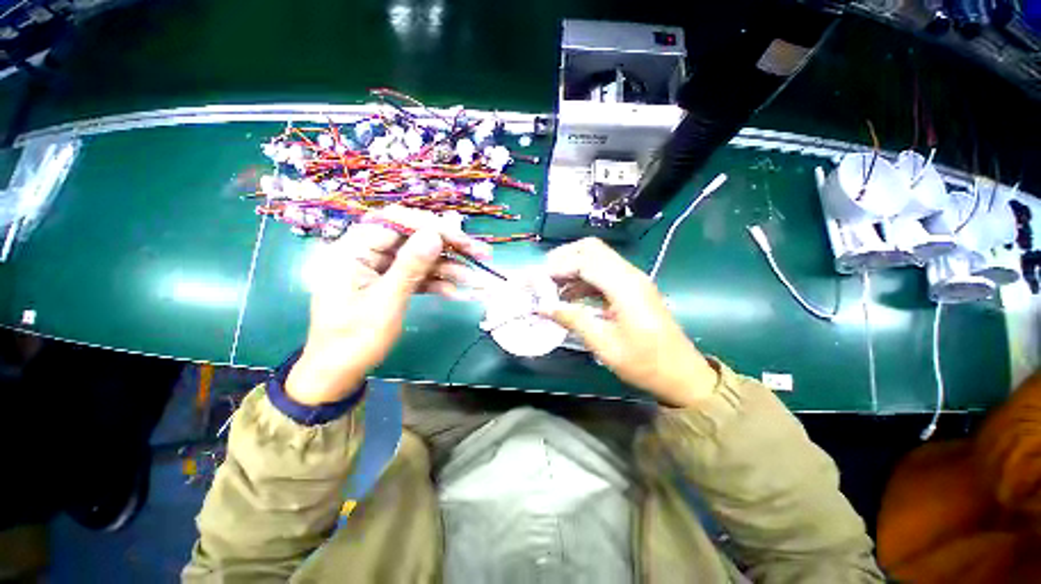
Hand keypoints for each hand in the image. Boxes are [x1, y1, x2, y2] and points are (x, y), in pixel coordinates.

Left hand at [285, 207, 489, 404]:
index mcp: (352, 251)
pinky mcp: (391, 283)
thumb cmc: (355, 340)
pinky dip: (439, 283)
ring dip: (450, 268)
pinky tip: (459, 293)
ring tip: (477, 280)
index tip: (459, 237)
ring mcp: (380, 269)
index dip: (429, 225)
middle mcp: (366, 253)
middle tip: (480, 253)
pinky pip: (418, 276)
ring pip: (421, 259)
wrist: (340, 373)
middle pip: (413, 238)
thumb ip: (410, 266)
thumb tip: (434, 234)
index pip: (394, 222)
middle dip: (448, 246)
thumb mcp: (386, 303)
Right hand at [542, 238, 718, 406]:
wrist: (682, 373)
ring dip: (573, 267)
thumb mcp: (604, 345)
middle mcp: (630, 275)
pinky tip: (570, 295)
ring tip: (552, 287)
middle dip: (564, 258)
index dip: (557, 267)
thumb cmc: (645, 363)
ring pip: (597, 258)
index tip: (537, 281)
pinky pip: (604, 272)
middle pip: (592, 249)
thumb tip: (544, 307)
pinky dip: (584, 278)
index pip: (584, 261)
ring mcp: (633, 279)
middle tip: (543, 276)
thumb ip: (573, 320)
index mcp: (624, 287)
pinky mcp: (633, 288)